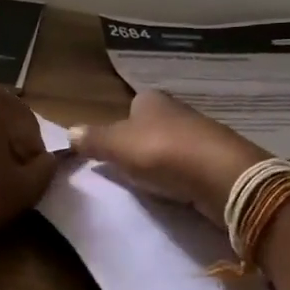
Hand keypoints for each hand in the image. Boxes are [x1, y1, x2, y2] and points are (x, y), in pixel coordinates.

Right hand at [69, 90, 267, 225]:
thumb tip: (69, 132)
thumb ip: (93, 140)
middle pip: (151, 126)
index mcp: (151, 100)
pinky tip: (175, 190)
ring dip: (161, 162)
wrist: (221, 176)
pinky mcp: (216, 159)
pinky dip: (180, 176)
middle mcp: (177, 110)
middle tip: (127, 169)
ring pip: (171, 146)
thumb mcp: (117, 145)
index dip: (120, 126)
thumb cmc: (162, 152)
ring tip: (150, 183)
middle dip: (141, 145)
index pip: (130, 107)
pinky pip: (189, 166)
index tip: (112, 151)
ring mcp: (200, 134)